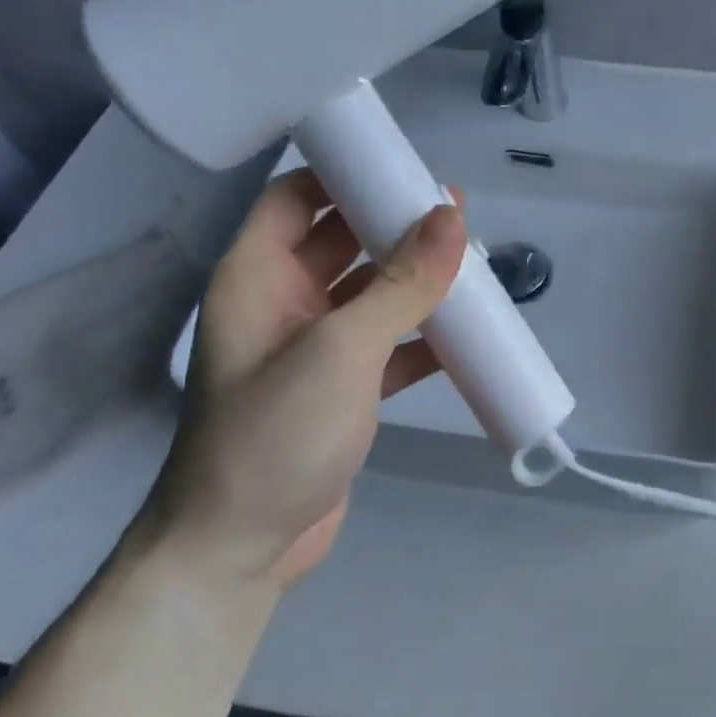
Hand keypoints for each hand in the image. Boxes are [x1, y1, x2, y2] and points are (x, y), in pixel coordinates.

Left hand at [144, 170, 466, 588]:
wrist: (242, 550)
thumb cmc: (274, 435)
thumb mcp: (341, 349)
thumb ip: (401, 283)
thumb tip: (452, 215)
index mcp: (258, 276)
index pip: (295, 198)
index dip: (343, 173)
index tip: (403, 165)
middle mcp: (282, 302)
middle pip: (342, 240)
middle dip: (395, 225)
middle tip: (457, 213)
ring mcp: (313, 348)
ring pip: (372, 293)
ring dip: (417, 280)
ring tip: (473, 265)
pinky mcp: (343, 389)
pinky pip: (389, 344)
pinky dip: (424, 336)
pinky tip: (467, 335)